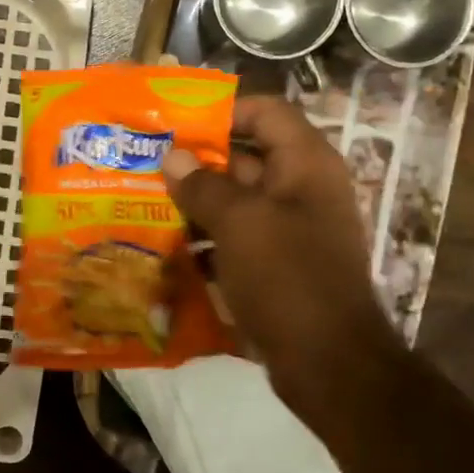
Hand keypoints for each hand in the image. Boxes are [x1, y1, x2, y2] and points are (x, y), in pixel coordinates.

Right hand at [161, 96, 398, 410]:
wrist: (328, 362)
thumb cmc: (287, 278)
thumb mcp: (241, 223)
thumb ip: (203, 186)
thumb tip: (174, 157)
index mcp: (305, 164)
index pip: (265, 112)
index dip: (223, 110)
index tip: (175, 122)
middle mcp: (301, 189)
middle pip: (245, 157)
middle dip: (197, 161)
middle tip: (145, 164)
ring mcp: (290, 230)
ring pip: (236, 202)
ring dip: (196, 204)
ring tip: (144, 203)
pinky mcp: (276, 266)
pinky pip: (237, 239)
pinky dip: (207, 240)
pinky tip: (167, 248)